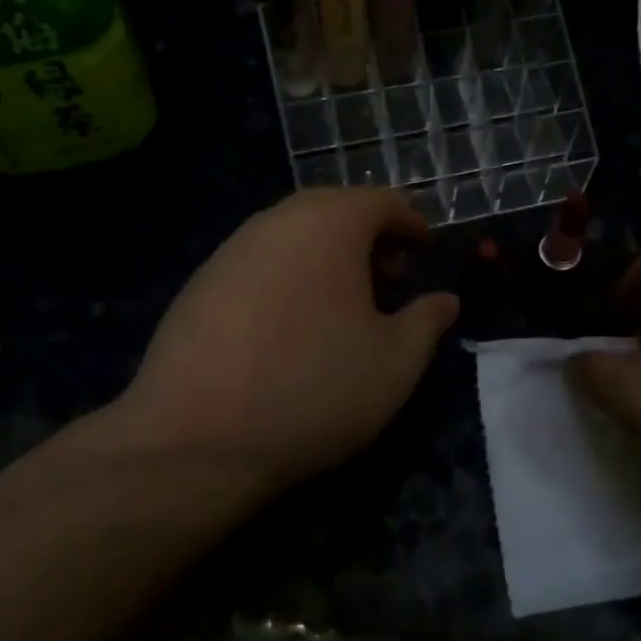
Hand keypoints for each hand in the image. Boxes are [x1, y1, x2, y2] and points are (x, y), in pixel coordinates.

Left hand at [107, 188, 458, 498]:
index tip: (426, 250)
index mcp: (329, 225)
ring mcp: (231, 250)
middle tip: (390, 279)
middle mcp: (277, 222)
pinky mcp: (200, 282)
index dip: (411, 222)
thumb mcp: (395, 363)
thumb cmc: (314, 391)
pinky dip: (290, 275)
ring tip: (344, 305)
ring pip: (293, 234)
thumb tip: (445, 300)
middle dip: (370, 237)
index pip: (381, 201)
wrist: (195, 440)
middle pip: (334, 209)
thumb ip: (428, 321)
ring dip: (328, 255)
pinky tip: (292, 325)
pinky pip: (260, 261)